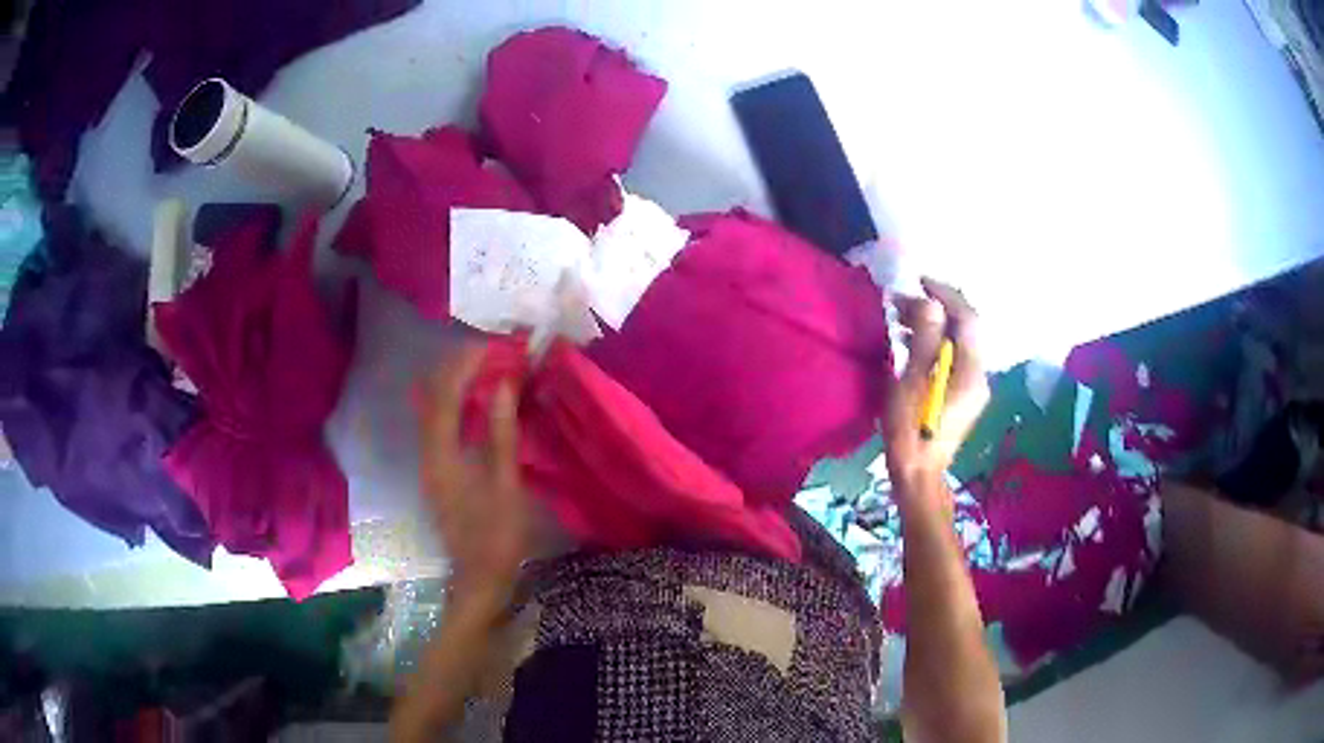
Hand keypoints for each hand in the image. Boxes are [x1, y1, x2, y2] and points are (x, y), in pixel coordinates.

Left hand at [418, 344, 530, 608]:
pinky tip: (475, 402)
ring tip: (483, 368)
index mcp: (442, 455)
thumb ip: (501, 432)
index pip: (445, 396)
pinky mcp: (438, 472)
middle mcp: (428, 453)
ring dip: (454, 384)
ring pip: (433, 411)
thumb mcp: (506, 483)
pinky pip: (440, 426)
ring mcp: (430, 464)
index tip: (491, 345)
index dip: (464, 366)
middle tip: (488, 351)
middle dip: (455, 368)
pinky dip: (455, 405)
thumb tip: (503, 385)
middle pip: (432, 398)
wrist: (479, 577)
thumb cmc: (497, 535)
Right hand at [881, 278, 989, 507]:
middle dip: (935, 309)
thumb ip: (926, 342)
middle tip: (901, 302)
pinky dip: (935, 344)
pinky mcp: (963, 396)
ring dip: (933, 326)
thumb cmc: (911, 431)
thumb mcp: (912, 384)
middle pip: (963, 329)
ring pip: (957, 343)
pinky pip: (953, 358)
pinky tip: (912, 343)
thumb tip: (932, 305)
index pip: (967, 319)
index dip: (946, 295)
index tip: (920, 281)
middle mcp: (979, 375)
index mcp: (970, 371)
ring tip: (901, 318)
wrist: (918, 475)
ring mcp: (973, 387)